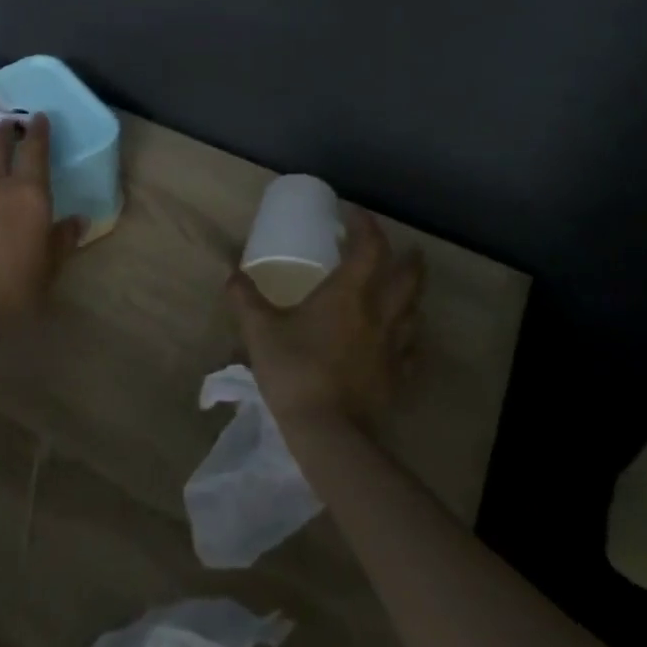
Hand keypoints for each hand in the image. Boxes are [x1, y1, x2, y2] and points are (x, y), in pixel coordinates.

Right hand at [226, 208, 424, 428]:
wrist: (328, 433)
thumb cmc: (294, 371)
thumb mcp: (259, 331)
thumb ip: (245, 299)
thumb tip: (231, 273)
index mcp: (348, 295)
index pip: (369, 248)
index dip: (366, 226)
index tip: (354, 214)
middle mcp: (379, 315)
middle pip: (408, 278)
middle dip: (408, 259)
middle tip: (406, 249)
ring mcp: (394, 349)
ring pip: (415, 313)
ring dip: (412, 296)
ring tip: (403, 293)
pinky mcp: (399, 379)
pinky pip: (413, 351)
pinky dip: (411, 339)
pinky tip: (403, 343)